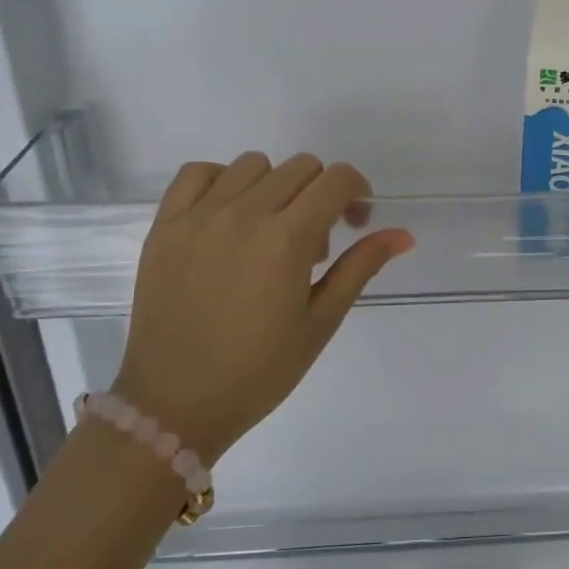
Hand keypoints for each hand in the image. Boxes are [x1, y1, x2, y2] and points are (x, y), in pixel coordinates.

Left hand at [114, 154, 412, 463]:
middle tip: (314, 242)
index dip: (357, 192)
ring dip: (274, 187)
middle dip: (321, 193)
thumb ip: (360, 267)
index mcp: (287, 239)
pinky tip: (228, 216)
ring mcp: (199, 216)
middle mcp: (244, 214)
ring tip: (268, 231)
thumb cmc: (259, 371)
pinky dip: (221, 182)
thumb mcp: (320, 322)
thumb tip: (403, 235)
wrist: (175, 404)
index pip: (336, 179)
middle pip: (300, 167)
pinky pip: (199, 173)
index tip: (354, 222)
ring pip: (253, 165)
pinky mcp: (165, 225)